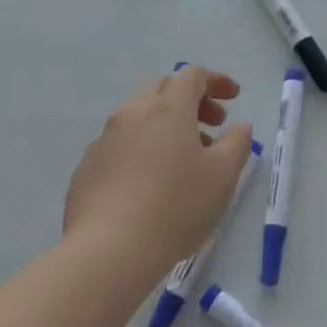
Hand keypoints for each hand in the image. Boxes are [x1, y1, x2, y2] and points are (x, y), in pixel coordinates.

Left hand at [65, 67, 253, 283]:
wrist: (107, 252)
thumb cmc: (176, 207)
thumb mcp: (223, 176)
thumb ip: (237, 143)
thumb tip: (239, 126)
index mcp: (168, 108)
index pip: (193, 75)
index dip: (216, 81)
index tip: (234, 99)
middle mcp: (132, 113)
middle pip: (162, 88)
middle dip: (190, 99)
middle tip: (212, 126)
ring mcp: (104, 140)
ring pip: (139, 116)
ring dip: (165, 125)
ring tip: (183, 160)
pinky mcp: (86, 168)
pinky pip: (120, 144)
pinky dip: (141, 148)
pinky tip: (150, 183)